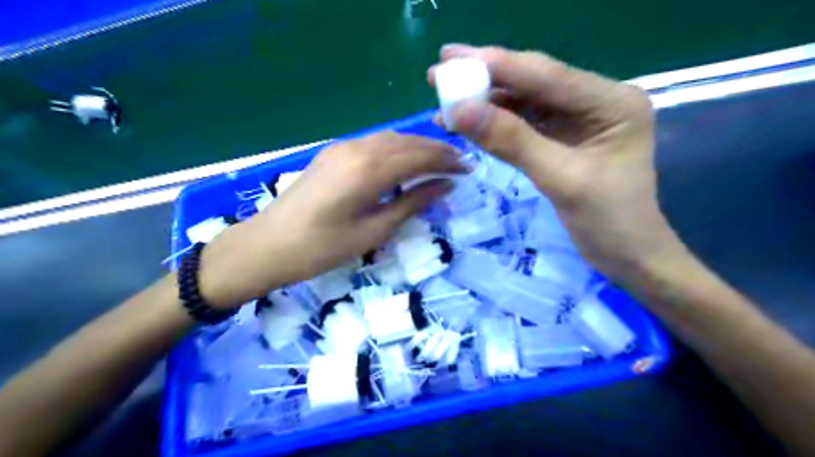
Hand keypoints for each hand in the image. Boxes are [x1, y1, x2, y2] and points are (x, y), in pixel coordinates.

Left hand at [197, 132, 467, 310]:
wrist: (267, 245)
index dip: (446, 160)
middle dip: (436, 150)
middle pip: (407, 142)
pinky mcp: (332, 153)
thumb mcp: (375, 231)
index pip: (419, 156)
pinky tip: (403, 162)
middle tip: (459, 164)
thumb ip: (412, 203)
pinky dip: (395, 148)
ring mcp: (342, 147)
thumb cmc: (323, 248)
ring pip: (390, 139)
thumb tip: (445, 185)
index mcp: (370, 169)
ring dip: (416, 147)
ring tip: (437, 162)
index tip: (468, 169)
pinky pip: (373, 143)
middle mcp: (358, 148)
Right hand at [428, 46, 678, 280]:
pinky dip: (493, 125)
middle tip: (439, 73)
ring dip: (484, 103)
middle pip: (532, 82)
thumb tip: (460, 110)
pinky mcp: (561, 138)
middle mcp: (595, 100)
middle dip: (485, 78)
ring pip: (522, 103)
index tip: (451, 58)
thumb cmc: (608, 221)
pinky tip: (466, 124)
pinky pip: (522, 125)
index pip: (546, 75)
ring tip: (443, 101)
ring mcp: (577, 119)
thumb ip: (511, 141)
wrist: (627, 255)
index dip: (496, 65)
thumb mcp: (560, 179)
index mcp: (611, 102)